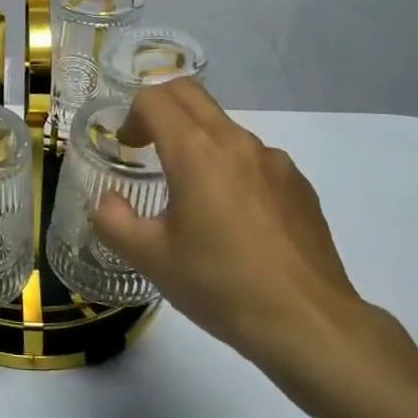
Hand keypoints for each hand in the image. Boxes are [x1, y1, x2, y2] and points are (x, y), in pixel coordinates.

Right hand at [91, 81, 390, 399]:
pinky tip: (234, 220)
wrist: (309, 323)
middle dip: (160, 108)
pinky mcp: (299, 184)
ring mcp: (274, 160)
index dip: (131, 116)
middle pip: (190, 94)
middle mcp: (236, 142)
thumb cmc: (221, 285)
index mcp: (195, 151)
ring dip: (197, 140)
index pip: (154, 99)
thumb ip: (114, 221)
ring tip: (191, 194)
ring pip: (223, 126)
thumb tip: (108, 202)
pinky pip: (254, 157)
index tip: (126, 149)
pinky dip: (231, 167)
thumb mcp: (150, 259)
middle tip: (147, 148)